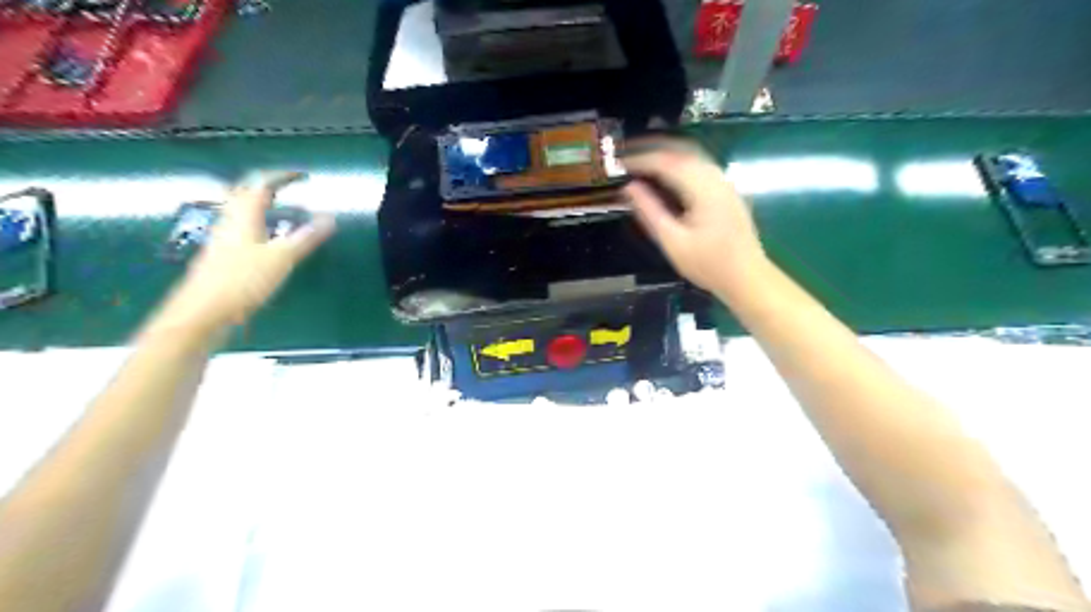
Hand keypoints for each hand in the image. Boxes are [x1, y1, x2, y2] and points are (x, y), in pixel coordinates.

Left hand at [164, 172, 335, 333]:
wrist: (203, 312)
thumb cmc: (242, 281)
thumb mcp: (281, 259)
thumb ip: (305, 237)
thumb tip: (330, 218)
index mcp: (243, 215)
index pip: (261, 184)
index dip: (281, 176)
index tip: (302, 175)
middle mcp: (229, 221)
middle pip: (244, 193)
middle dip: (267, 186)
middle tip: (288, 187)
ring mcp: (222, 238)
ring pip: (240, 211)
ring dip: (260, 204)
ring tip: (281, 208)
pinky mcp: (221, 255)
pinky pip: (240, 228)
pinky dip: (256, 223)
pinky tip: (266, 238)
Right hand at [621, 143, 764, 292]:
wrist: (747, 277)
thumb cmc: (708, 264)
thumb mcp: (673, 241)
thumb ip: (650, 211)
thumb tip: (629, 187)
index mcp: (702, 189)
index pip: (666, 162)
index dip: (640, 160)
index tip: (618, 163)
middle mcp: (715, 177)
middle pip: (680, 151)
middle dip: (652, 149)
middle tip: (626, 155)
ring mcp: (724, 182)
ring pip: (692, 155)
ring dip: (666, 153)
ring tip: (641, 161)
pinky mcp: (726, 190)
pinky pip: (699, 165)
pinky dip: (678, 163)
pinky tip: (666, 175)